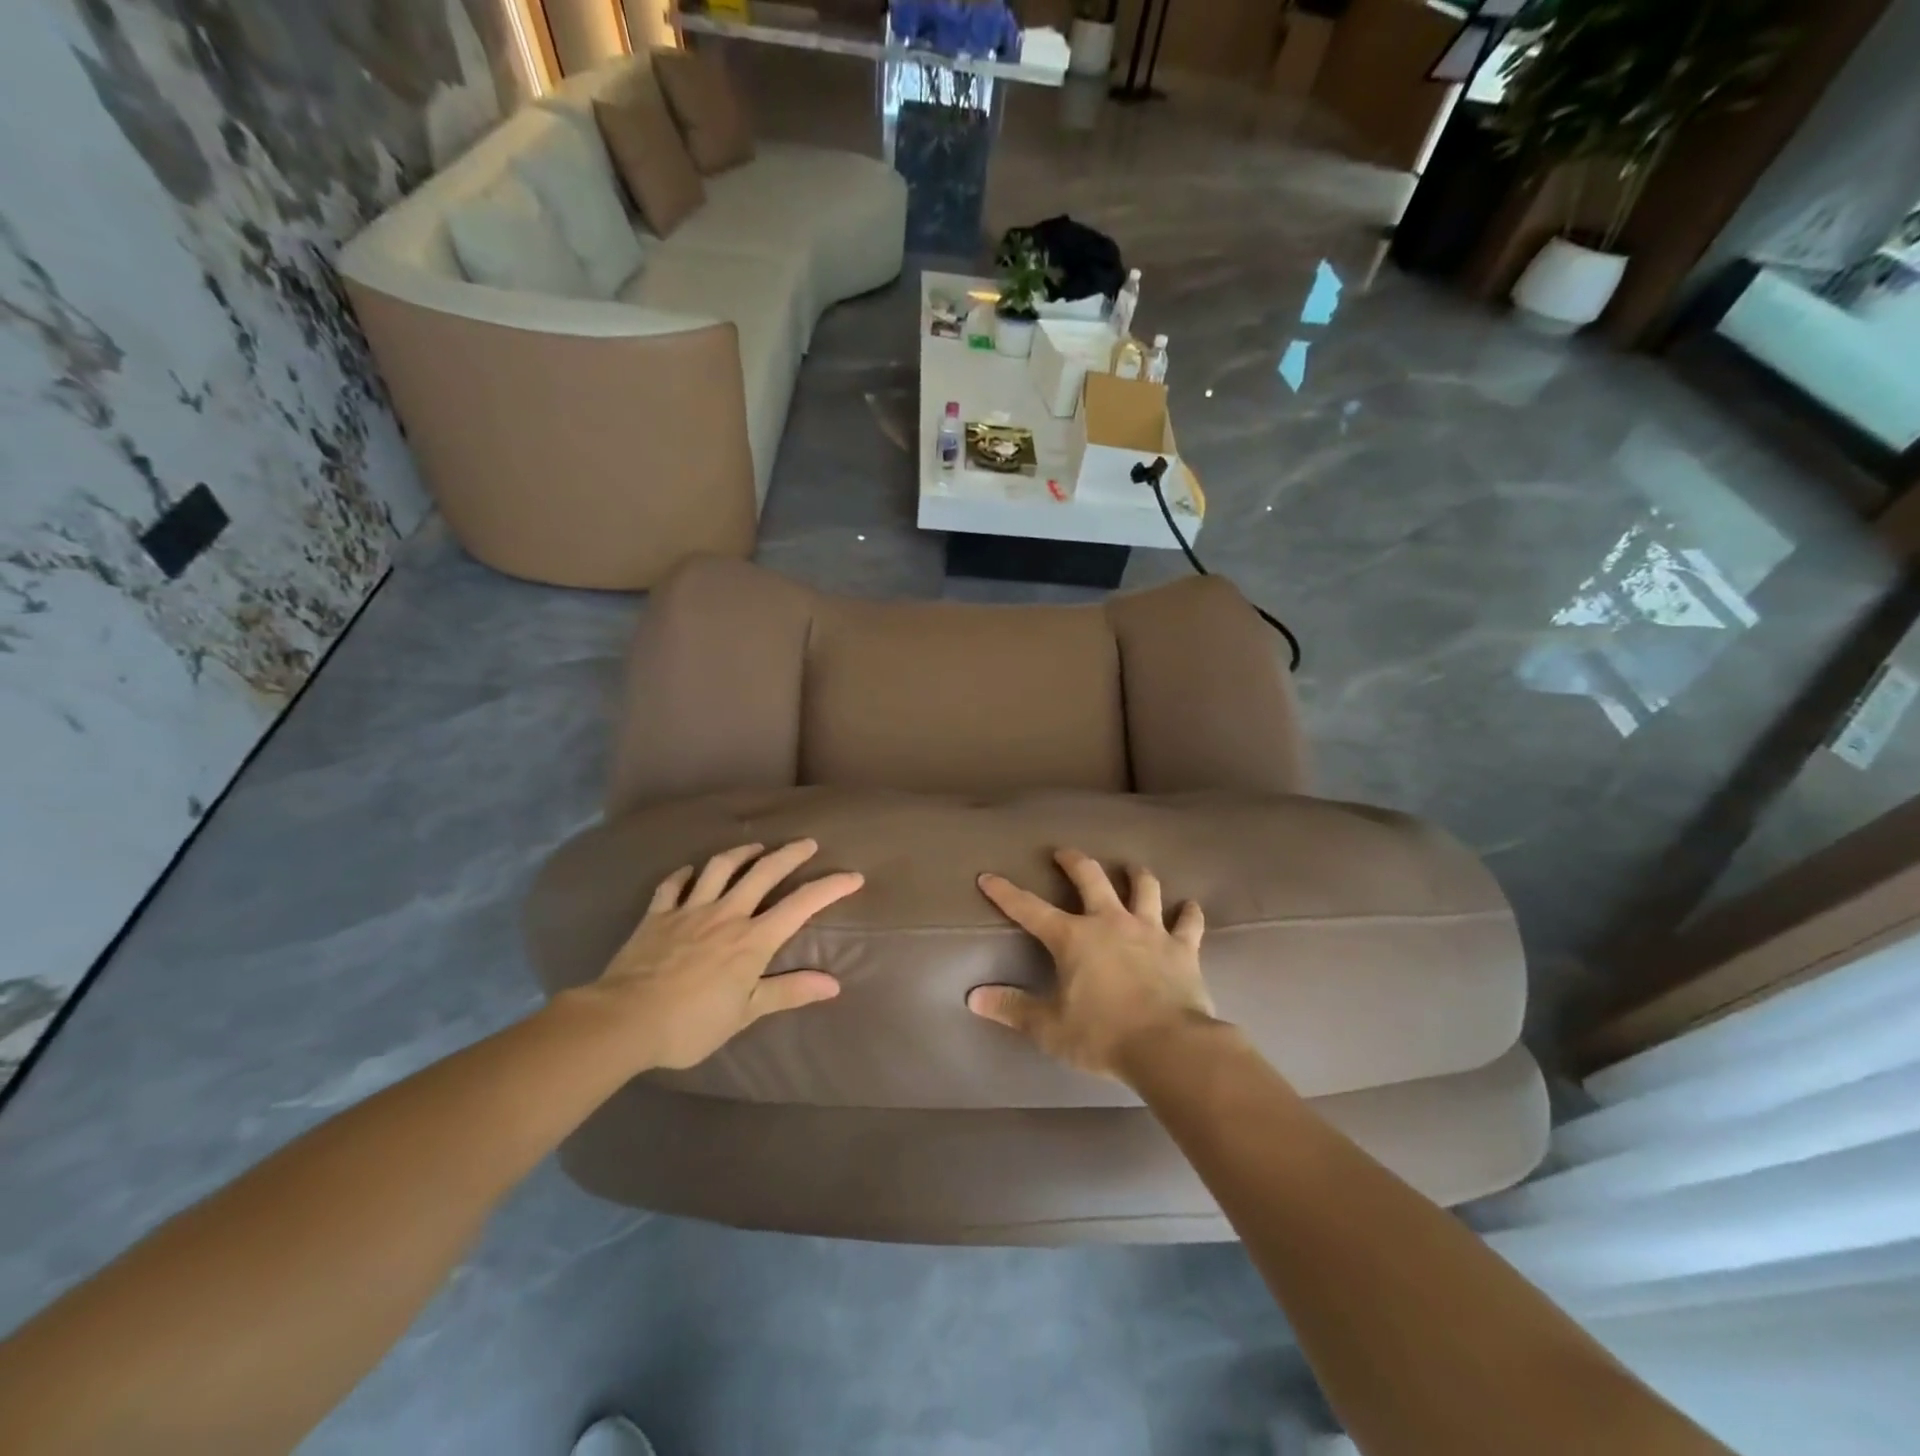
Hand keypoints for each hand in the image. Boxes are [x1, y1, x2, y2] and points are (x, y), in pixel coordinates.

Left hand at [579, 839, 862, 1070]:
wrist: (625, 1019)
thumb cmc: (691, 1022)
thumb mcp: (746, 1012)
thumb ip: (789, 992)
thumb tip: (833, 984)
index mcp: (753, 939)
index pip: (801, 905)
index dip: (830, 887)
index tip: (853, 875)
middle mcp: (727, 914)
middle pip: (764, 872)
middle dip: (790, 854)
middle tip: (806, 842)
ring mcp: (689, 910)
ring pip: (720, 868)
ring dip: (741, 854)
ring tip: (755, 848)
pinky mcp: (657, 914)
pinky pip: (672, 885)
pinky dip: (684, 874)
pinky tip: (690, 871)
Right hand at [966, 847, 1217, 1079]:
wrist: (1168, 1046)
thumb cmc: (1103, 1035)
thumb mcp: (1050, 1027)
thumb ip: (1013, 1008)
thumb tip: (973, 998)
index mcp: (1074, 938)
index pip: (1030, 909)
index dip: (1006, 892)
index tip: (988, 876)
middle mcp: (1110, 922)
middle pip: (1091, 879)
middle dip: (1074, 862)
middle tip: (1064, 852)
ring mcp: (1149, 931)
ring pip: (1143, 889)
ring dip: (1136, 875)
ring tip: (1131, 867)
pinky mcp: (1182, 948)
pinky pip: (1188, 923)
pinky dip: (1188, 913)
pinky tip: (1190, 905)